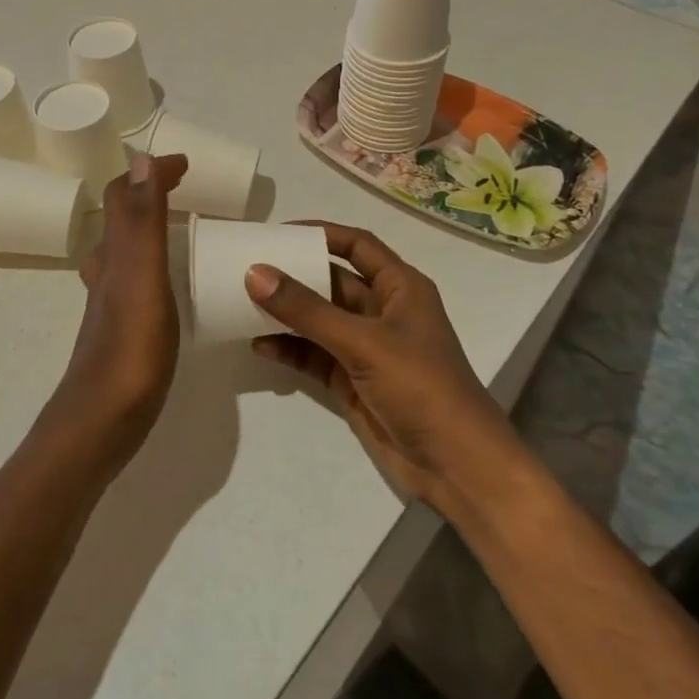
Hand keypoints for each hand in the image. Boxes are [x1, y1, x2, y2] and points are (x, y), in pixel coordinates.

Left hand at [46, 152, 189, 476]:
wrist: (101, 422)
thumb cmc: (129, 349)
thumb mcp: (142, 277)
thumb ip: (143, 221)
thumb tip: (140, 158)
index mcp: (114, 254)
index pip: (125, 196)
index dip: (151, 172)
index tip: (186, 164)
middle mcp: (108, 271)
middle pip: (122, 219)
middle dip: (151, 195)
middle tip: (191, 193)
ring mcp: (113, 302)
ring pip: (127, 250)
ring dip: (152, 228)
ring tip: (188, 230)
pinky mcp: (124, 328)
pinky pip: (139, 279)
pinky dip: (156, 264)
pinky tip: (176, 285)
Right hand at [247, 222, 516, 507]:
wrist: (455, 466)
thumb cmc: (420, 386)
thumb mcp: (363, 342)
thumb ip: (307, 309)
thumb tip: (255, 272)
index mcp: (400, 287)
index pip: (357, 245)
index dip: (321, 234)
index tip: (277, 232)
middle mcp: (383, 311)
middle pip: (332, 281)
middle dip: (293, 275)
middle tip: (247, 267)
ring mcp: (367, 348)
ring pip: (319, 319)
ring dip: (286, 313)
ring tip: (242, 304)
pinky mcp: (352, 380)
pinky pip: (314, 355)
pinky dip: (289, 348)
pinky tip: (259, 345)